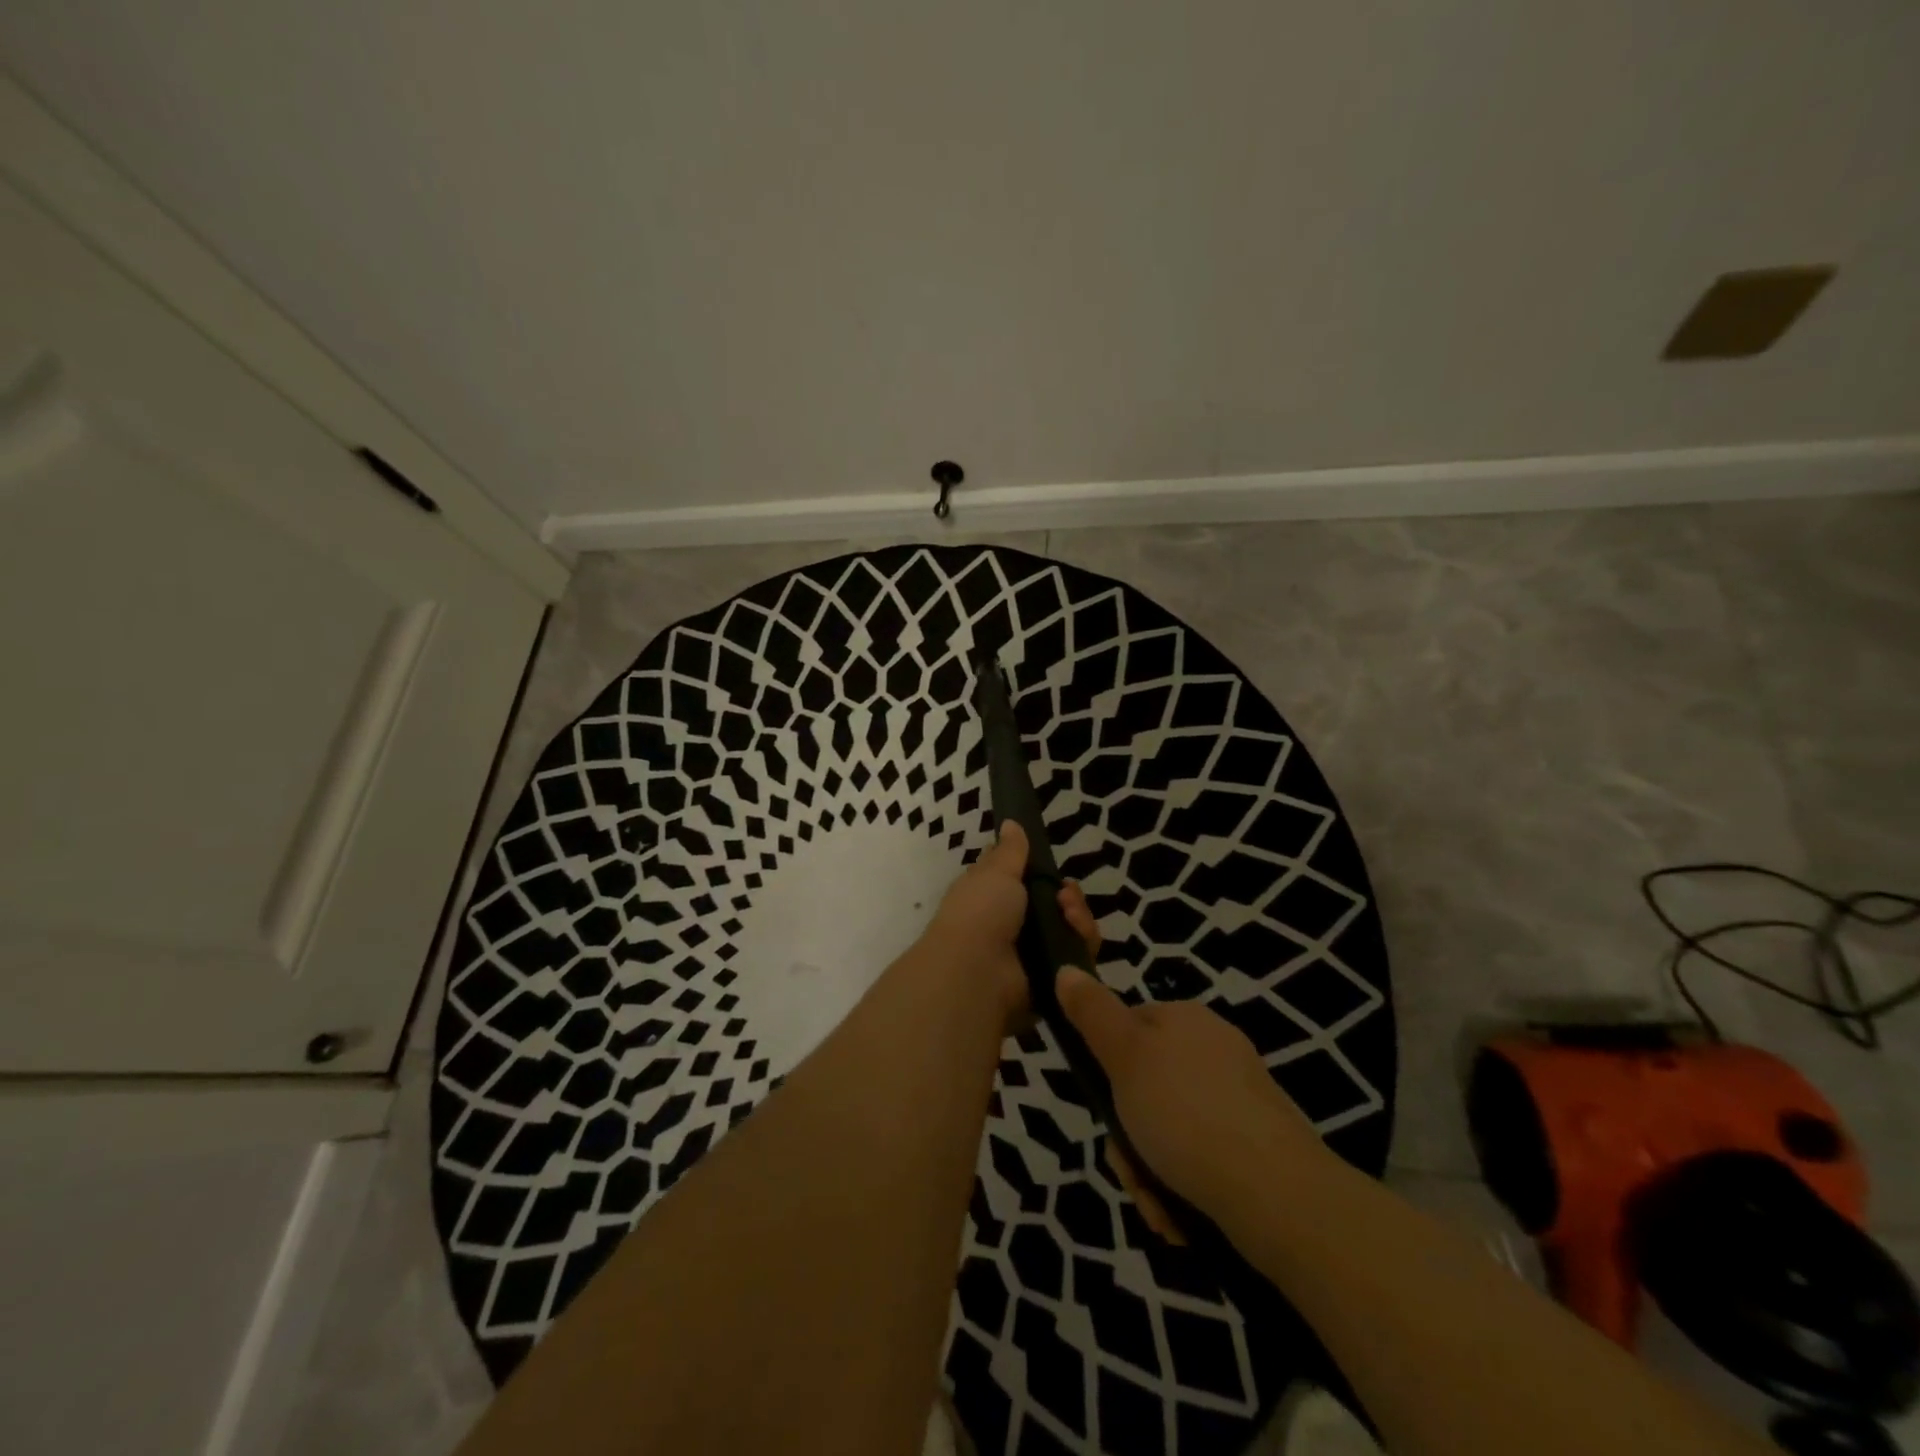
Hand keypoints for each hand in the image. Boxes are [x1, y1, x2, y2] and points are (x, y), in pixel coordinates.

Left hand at [922, 822, 1100, 1029]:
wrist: (977, 973)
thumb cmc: (980, 912)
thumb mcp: (995, 872)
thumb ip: (1010, 850)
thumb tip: (1010, 822)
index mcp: (994, 898)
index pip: (1028, 883)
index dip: (1044, 874)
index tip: (1052, 867)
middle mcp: (1013, 926)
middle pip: (1057, 907)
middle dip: (1069, 897)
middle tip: (1066, 896)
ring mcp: (1033, 954)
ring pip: (1072, 931)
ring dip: (1078, 918)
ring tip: (1070, 914)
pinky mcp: (1052, 980)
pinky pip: (1079, 959)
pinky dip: (1082, 944)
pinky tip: (1077, 933)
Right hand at [1055, 968, 1331, 1234]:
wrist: (1277, 1195)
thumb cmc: (1186, 1114)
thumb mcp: (1124, 1055)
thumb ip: (1092, 1013)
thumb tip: (1065, 969)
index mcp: (1185, 1019)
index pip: (1128, 1028)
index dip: (1106, 1070)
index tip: (1102, 1110)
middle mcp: (1214, 1050)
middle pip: (1144, 1088)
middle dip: (1128, 1138)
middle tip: (1131, 1172)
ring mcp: (1239, 1099)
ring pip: (1169, 1130)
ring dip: (1151, 1172)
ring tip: (1159, 1208)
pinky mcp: (1257, 1146)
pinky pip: (1201, 1159)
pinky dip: (1184, 1187)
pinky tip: (1182, 1219)